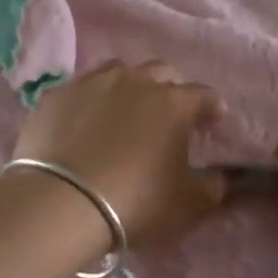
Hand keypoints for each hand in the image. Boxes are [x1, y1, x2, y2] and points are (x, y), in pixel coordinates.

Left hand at [12, 61, 227, 245]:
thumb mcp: (188, 206)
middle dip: (171, 88)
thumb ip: (213, 188)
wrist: (61, 203)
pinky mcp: (56, 96)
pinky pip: (80, 90)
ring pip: (118, 71)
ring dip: (129, 86)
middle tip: (169, 112)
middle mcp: (135, 82)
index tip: (214, 119)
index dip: (211, 107)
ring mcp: (92, 84)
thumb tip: (221, 178)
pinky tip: (83, 122)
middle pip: (161, 72)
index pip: (203, 95)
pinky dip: (89, 102)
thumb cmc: (135, 203)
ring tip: (125, 110)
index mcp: (173, 104)